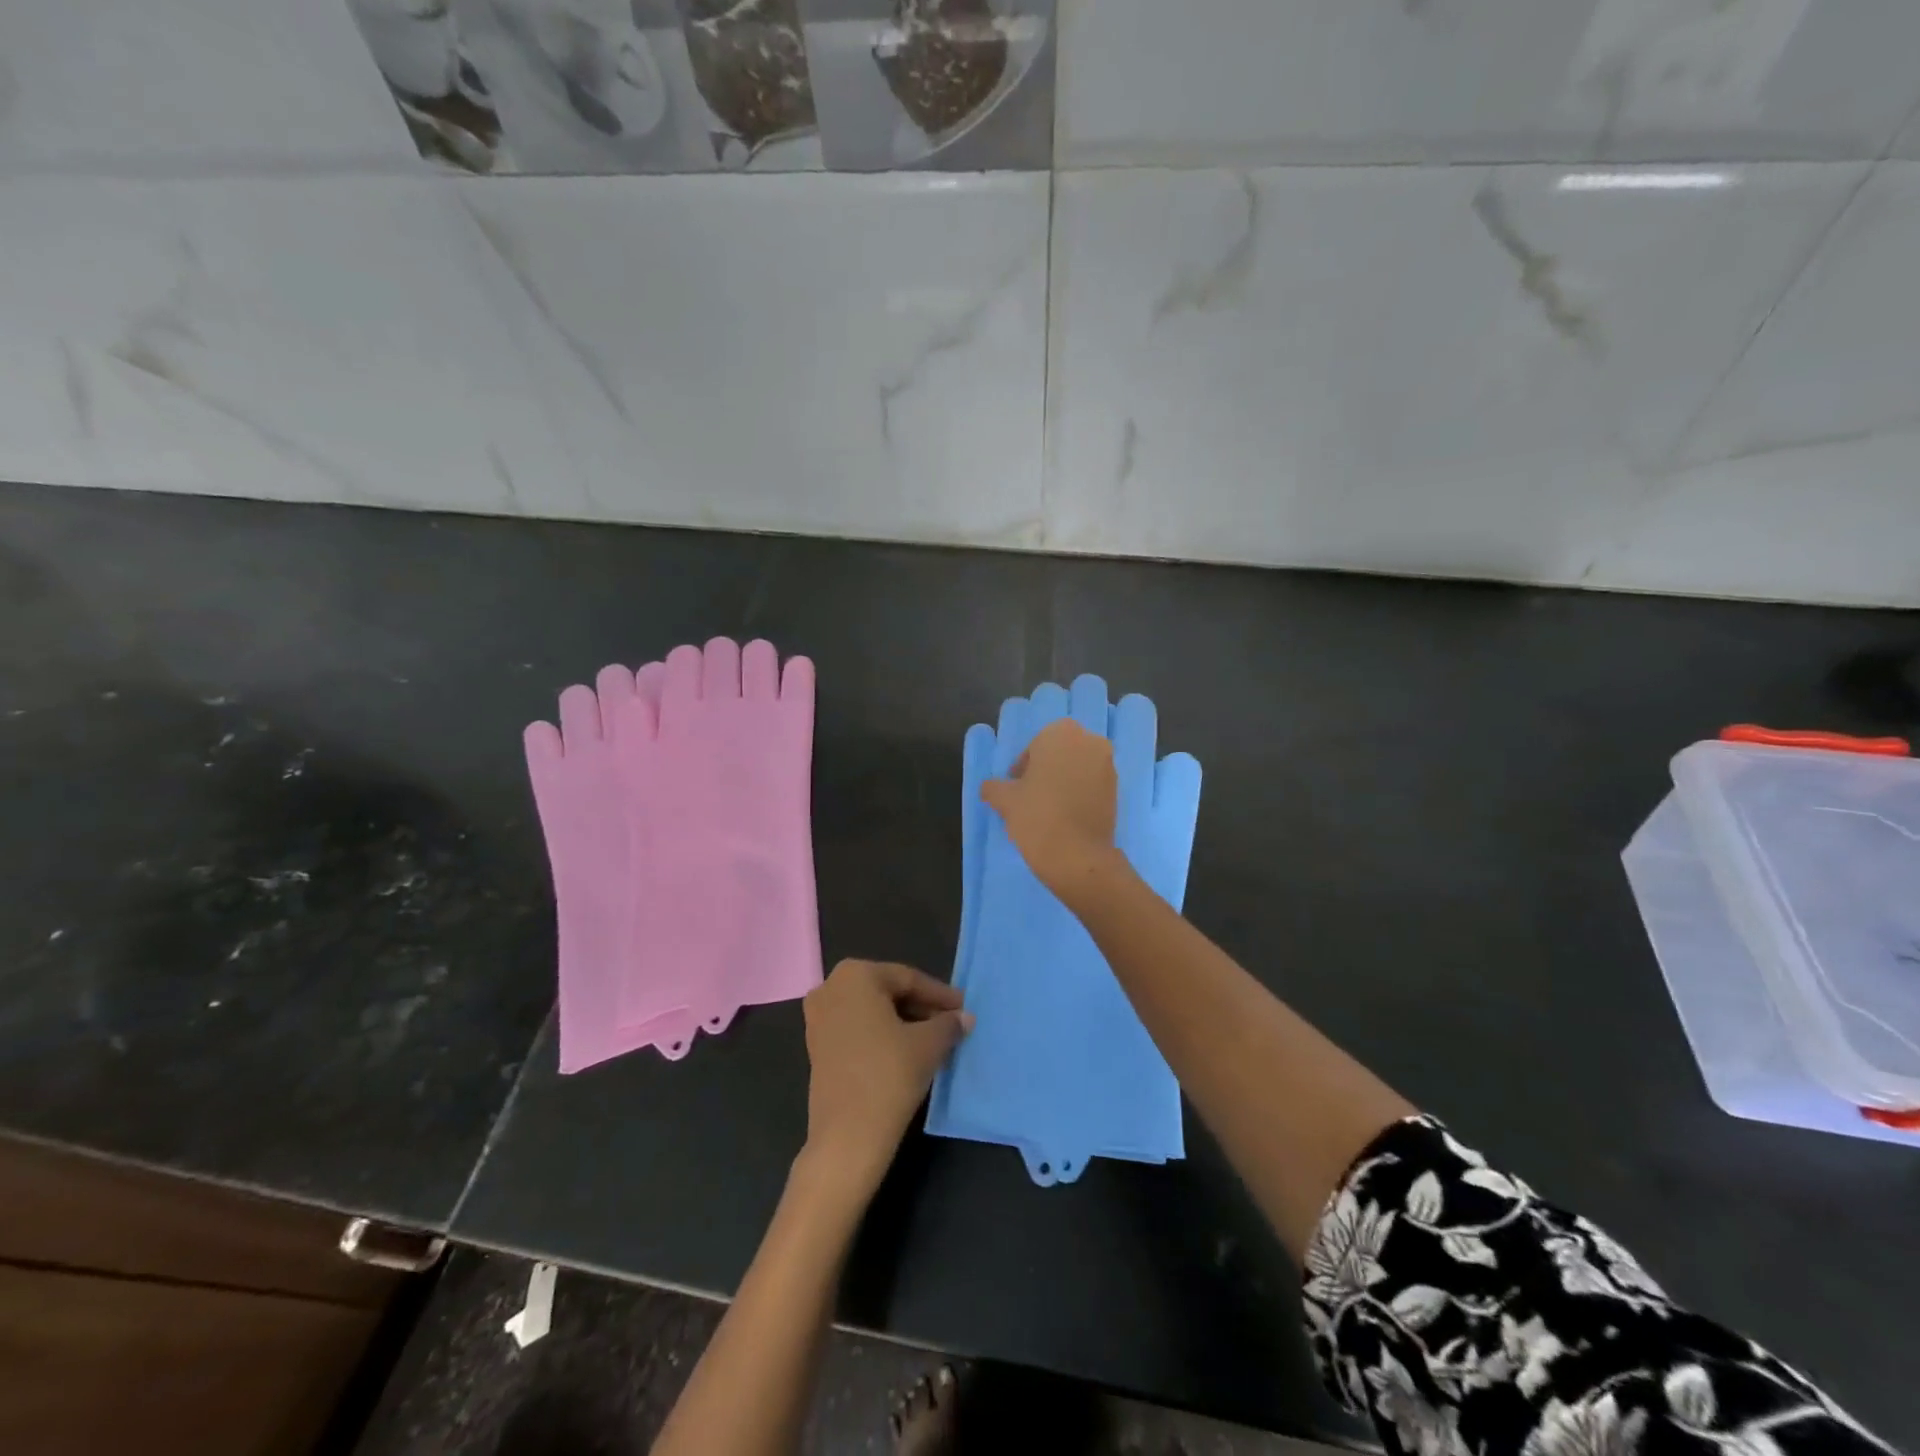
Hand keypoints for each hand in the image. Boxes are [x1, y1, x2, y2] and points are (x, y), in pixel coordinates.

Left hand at [800, 960, 972, 1196]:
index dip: (939, 995)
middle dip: (921, 1008)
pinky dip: (883, 1035)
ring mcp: (818, 1017)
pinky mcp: (816, 1046)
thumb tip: (965, 1017)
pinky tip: (908, 1052)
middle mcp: (831, 987)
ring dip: (904, 1022)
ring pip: (873, 1011)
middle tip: (951, 1023)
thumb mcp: (928, 1045)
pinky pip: (858, 1029)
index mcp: (856, 974)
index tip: (964, 1008)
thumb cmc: (888, 1075)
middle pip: (888, 992)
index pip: (908, 979)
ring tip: (935, 1039)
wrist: (847, 1137)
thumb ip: (949, 1024)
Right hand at [980, 719, 1122, 900]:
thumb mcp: (1004, 800)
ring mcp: (1108, 767)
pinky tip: (1065, 817)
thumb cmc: (1037, 816)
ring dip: (1064, 782)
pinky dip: (1079, 795)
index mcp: (1062, 733)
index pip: (1036, 744)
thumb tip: (990, 788)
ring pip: (1078, 768)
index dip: (1024, 766)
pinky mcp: (1117, 791)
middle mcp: (1090, 742)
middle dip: (1046, 770)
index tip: (1016, 788)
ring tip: (1048, 810)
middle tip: (1031, 797)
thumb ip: (994, 787)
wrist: (1078, 856)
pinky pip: (1092, 785)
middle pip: (1060, 753)